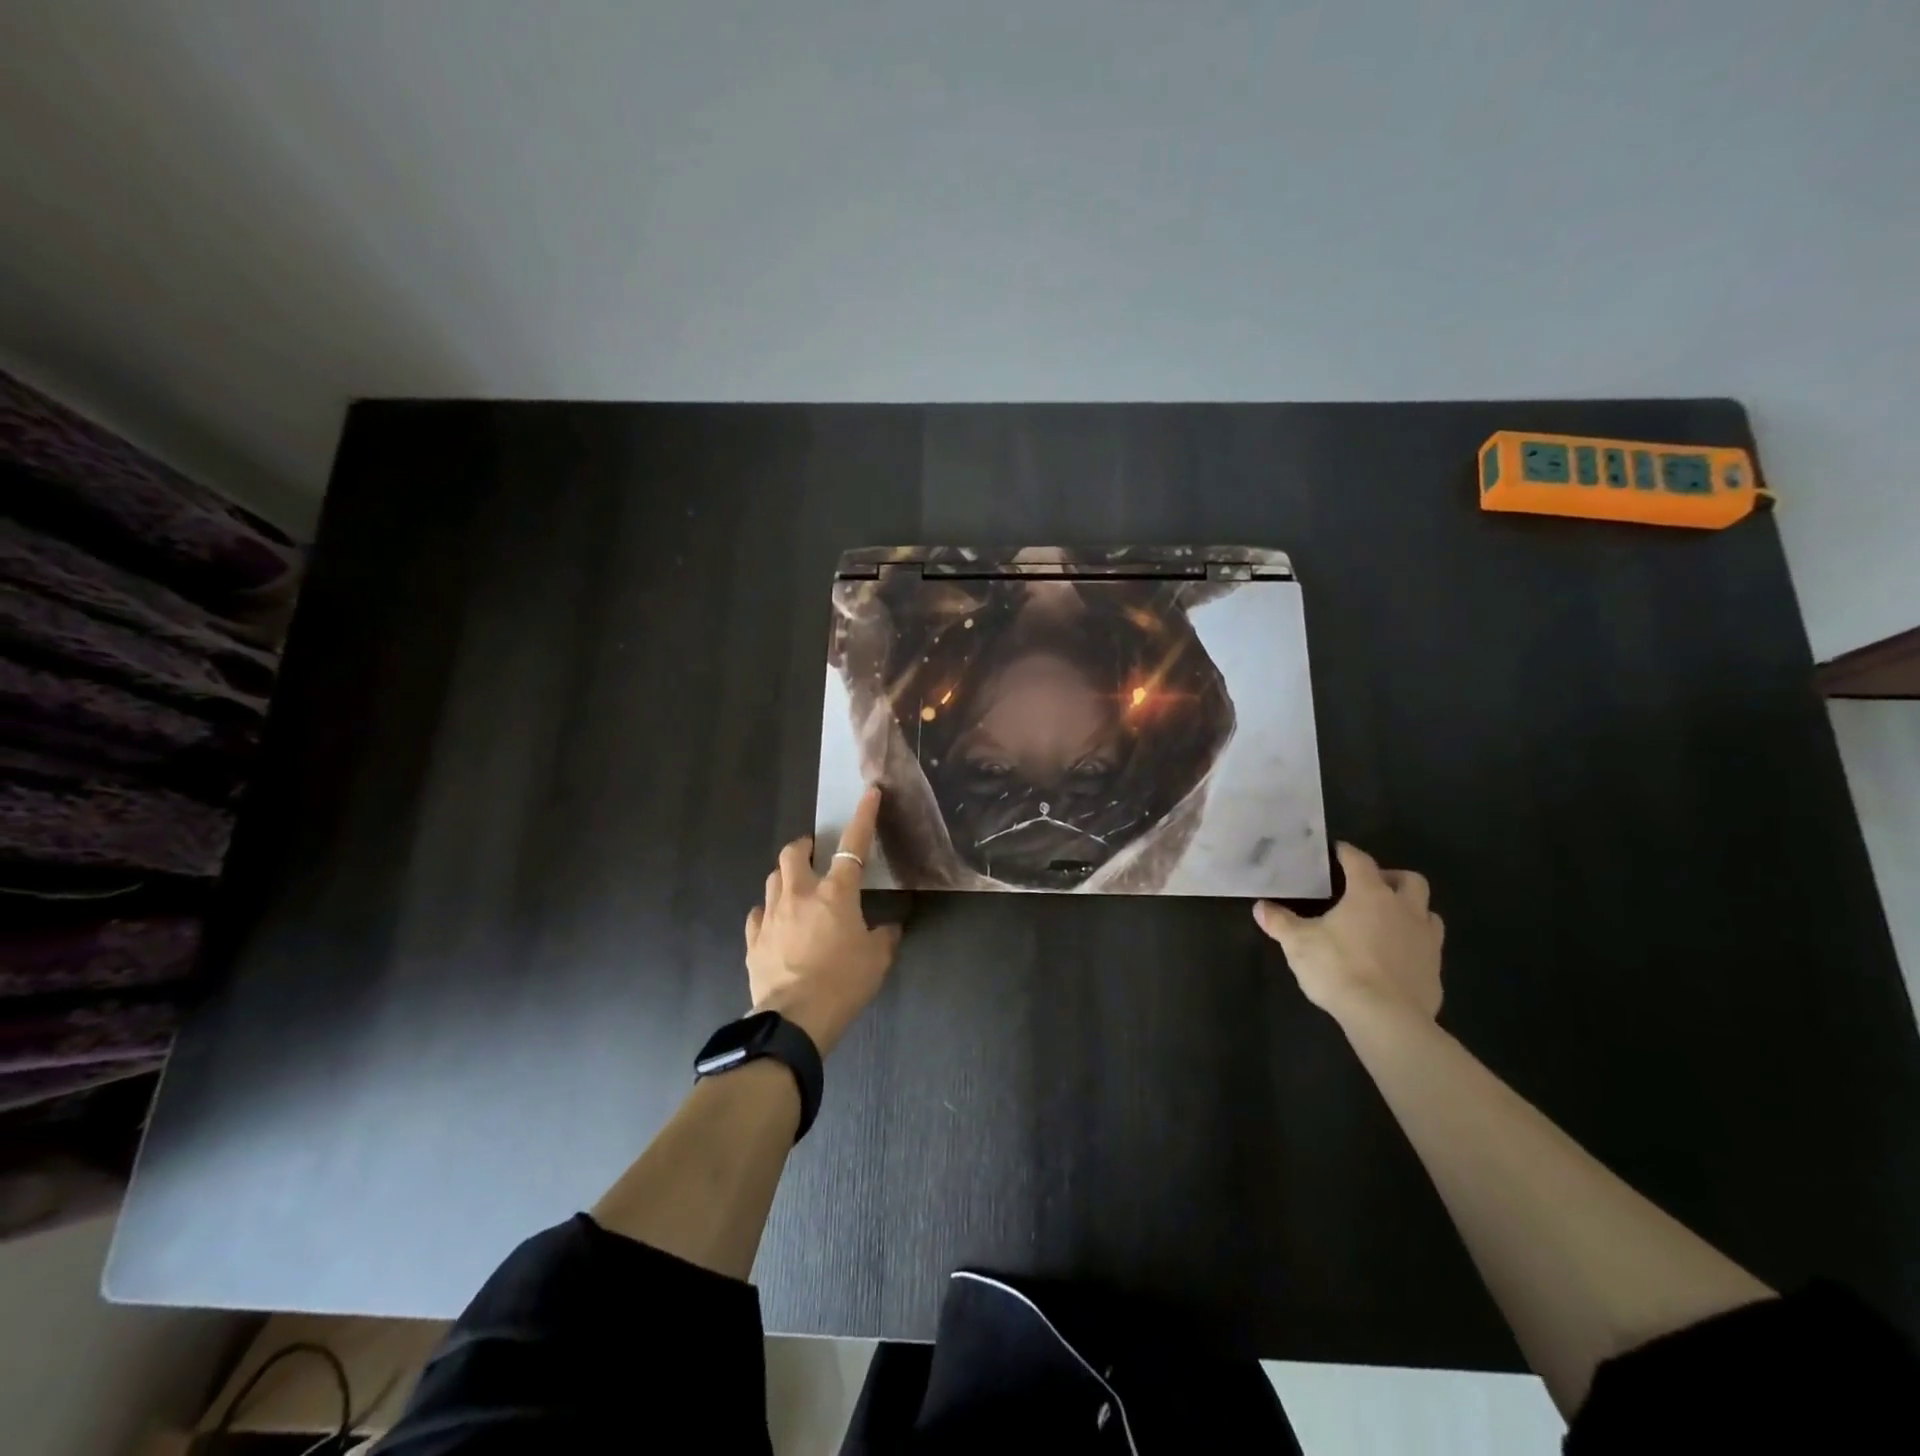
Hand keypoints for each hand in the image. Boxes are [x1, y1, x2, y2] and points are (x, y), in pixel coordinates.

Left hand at [746, 786, 901, 1054]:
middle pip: (794, 852)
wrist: (795, 1020)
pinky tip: (777, 922)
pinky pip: (758, 913)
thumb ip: (885, 937)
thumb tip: (890, 928)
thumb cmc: (843, 984)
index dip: (863, 817)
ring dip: (786, 877)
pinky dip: (769, 911)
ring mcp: (771, 915)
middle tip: (816, 856)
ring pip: (773, 879)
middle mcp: (800, 894)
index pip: (853, 845)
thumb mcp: (877, 960)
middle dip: (804, 847)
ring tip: (798, 889)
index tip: (869, 793)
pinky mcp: (754, 940)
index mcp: (835, 893)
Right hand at [1254, 843, 1443, 1028]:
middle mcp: (1404, 909)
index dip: (1347, 853)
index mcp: (1369, 894)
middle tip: (1371, 888)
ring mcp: (1426, 939)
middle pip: (1410, 880)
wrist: (1386, 1018)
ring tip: (1388, 921)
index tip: (1337, 851)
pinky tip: (1396, 957)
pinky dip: (1414, 944)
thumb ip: (1279, 922)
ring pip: (1427, 912)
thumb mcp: (1297, 943)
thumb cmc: (1339, 968)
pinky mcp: (1435, 970)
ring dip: (1411, 910)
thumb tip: (1260, 907)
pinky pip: (1429, 946)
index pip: (1359, 861)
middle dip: (1391, 877)